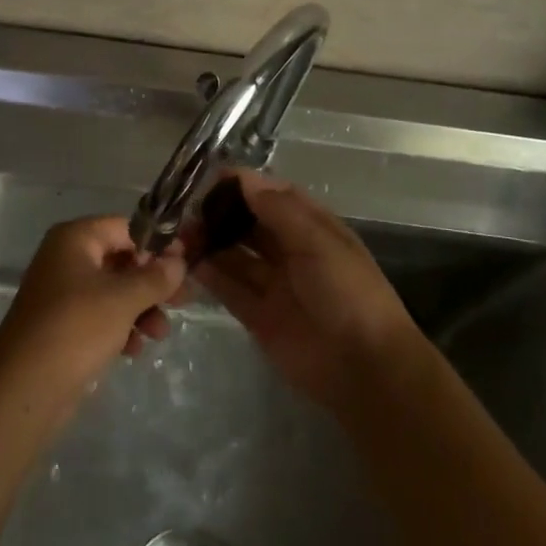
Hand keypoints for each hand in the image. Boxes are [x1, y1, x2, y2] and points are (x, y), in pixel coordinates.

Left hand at [0, 216, 187, 403]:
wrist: (24, 389)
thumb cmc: (76, 328)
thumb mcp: (123, 299)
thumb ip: (156, 277)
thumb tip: (180, 260)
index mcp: (75, 239)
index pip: (126, 228)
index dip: (158, 244)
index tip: (186, 264)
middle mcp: (66, 259)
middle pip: (121, 260)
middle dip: (152, 282)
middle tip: (183, 301)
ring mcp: (62, 293)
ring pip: (114, 291)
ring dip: (141, 309)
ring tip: (159, 334)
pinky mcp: (63, 326)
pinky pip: (100, 316)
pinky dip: (121, 327)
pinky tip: (134, 350)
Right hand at [193, 171, 421, 412]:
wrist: (364, 368)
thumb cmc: (348, 293)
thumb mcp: (318, 242)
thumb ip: (279, 210)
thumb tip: (244, 178)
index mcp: (313, 228)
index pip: (275, 197)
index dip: (246, 186)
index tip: (212, 177)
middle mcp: (291, 252)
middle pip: (251, 225)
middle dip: (222, 215)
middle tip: (189, 209)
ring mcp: (275, 285)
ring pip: (236, 257)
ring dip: (212, 244)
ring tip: (181, 235)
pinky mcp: (259, 317)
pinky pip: (230, 290)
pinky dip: (210, 276)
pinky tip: (188, 263)